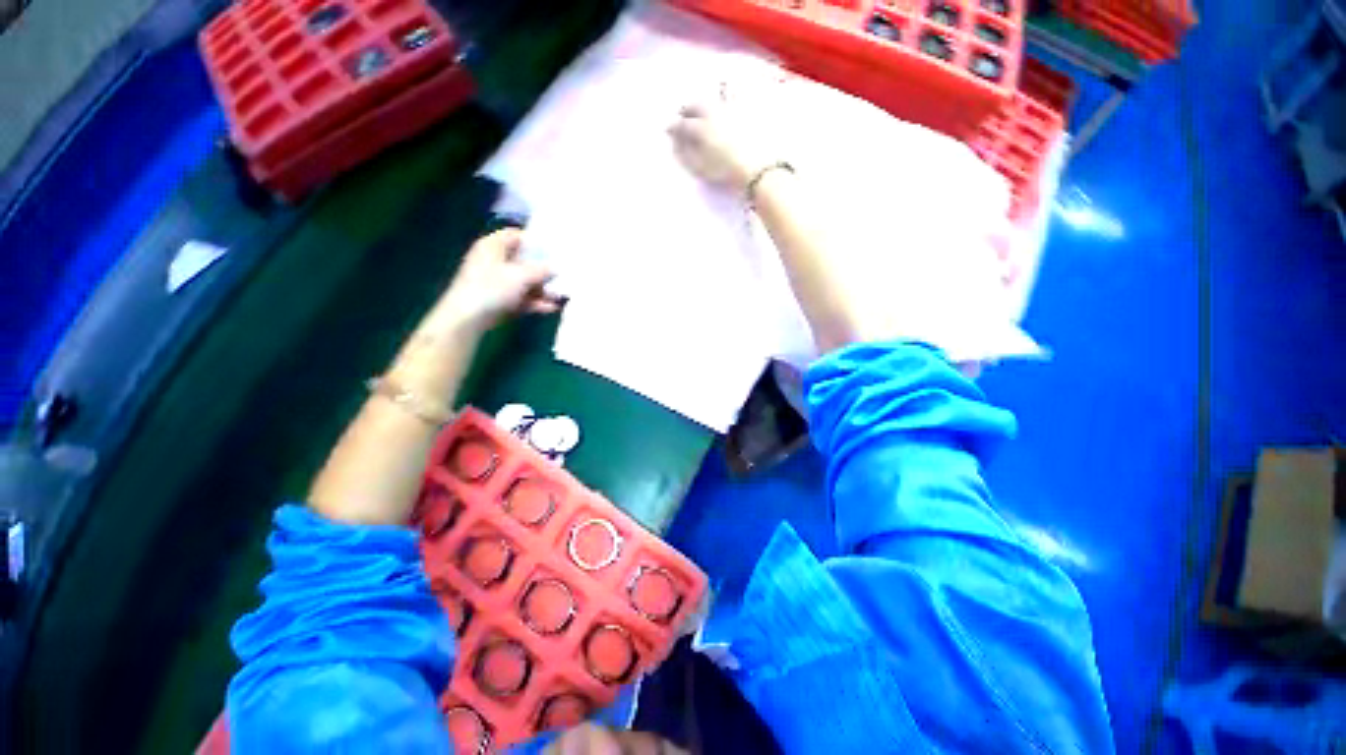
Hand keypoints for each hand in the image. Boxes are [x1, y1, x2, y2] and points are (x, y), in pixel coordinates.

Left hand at [438, 228, 560, 329]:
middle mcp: (495, 261)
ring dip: (544, 288)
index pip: (516, 235)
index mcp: (493, 246)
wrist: (469, 318)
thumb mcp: (521, 275)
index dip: (535, 240)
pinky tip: (553, 307)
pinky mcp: (501, 300)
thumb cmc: (492, 287)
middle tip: (564, 273)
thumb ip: (542, 270)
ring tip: (562, 295)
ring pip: (525, 282)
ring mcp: (498, 282)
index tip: (555, 248)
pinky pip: (523, 298)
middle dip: (544, 269)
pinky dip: (536, 302)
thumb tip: (557, 268)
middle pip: (524, 261)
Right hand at [668, 85, 782, 193]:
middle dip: (687, 109)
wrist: (756, 168)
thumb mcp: (700, 167)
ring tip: (704, 103)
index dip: (673, 127)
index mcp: (700, 127)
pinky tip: (731, 91)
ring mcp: (732, 108)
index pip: (682, 125)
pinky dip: (733, 89)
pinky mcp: (749, 110)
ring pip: (717, 95)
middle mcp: (714, 112)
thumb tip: (676, 143)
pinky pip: (739, 93)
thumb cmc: (725, 171)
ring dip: (707, 98)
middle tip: (683, 114)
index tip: (668, 129)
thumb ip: (685, 154)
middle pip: (697, 105)